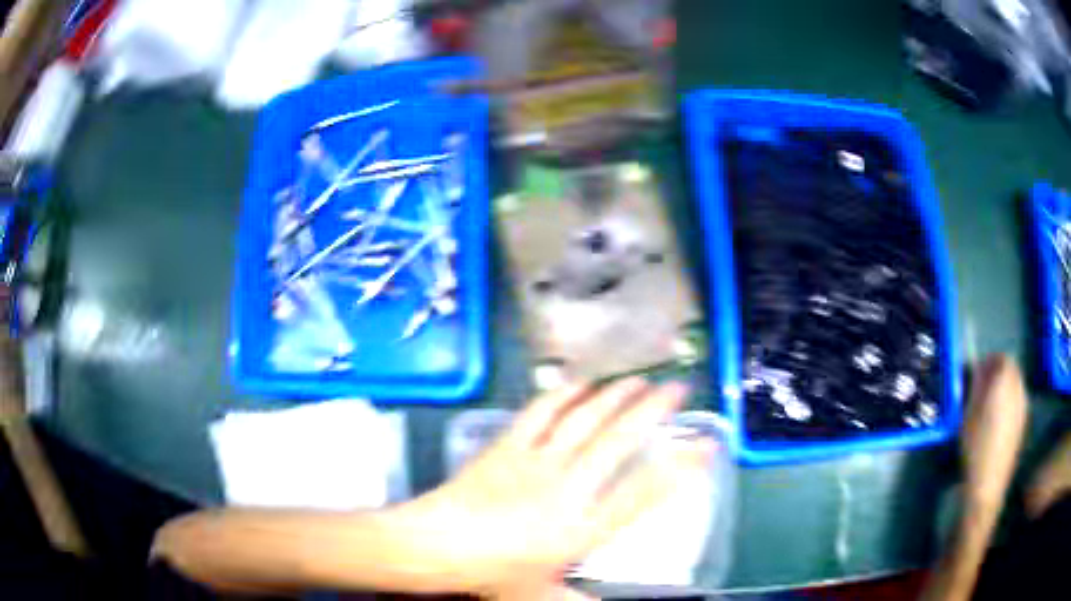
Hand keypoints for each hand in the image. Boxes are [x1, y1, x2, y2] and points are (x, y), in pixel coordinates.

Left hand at [398, 377, 712, 596]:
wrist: (434, 546)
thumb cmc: (491, 573)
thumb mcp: (541, 594)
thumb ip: (579, 600)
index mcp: (581, 529)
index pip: (643, 493)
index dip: (680, 467)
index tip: (704, 444)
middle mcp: (567, 488)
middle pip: (620, 441)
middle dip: (654, 410)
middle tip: (678, 388)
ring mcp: (536, 461)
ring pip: (585, 419)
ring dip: (615, 395)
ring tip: (640, 379)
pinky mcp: (508, 446)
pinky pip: (540, 412)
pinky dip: (563, 394)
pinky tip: (581, 383)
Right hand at [961, 354, 1027, 512]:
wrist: (989, 483)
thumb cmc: (975, 448)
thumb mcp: (968, 417)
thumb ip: (976, 388)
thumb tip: (979, 370)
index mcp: (1004, 382)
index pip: (1001, 358)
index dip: (990, 362)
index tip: (979, 373)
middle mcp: (1018, 387)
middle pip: (1011, 368)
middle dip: (999, 372)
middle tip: (985, 388)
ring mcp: (1023, 403)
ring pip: (1016, 383)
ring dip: (1006, 386)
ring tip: (992, 405)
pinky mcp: (1024, 419)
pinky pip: (1018, 398)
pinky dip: (1010, 400)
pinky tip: (999, 421)